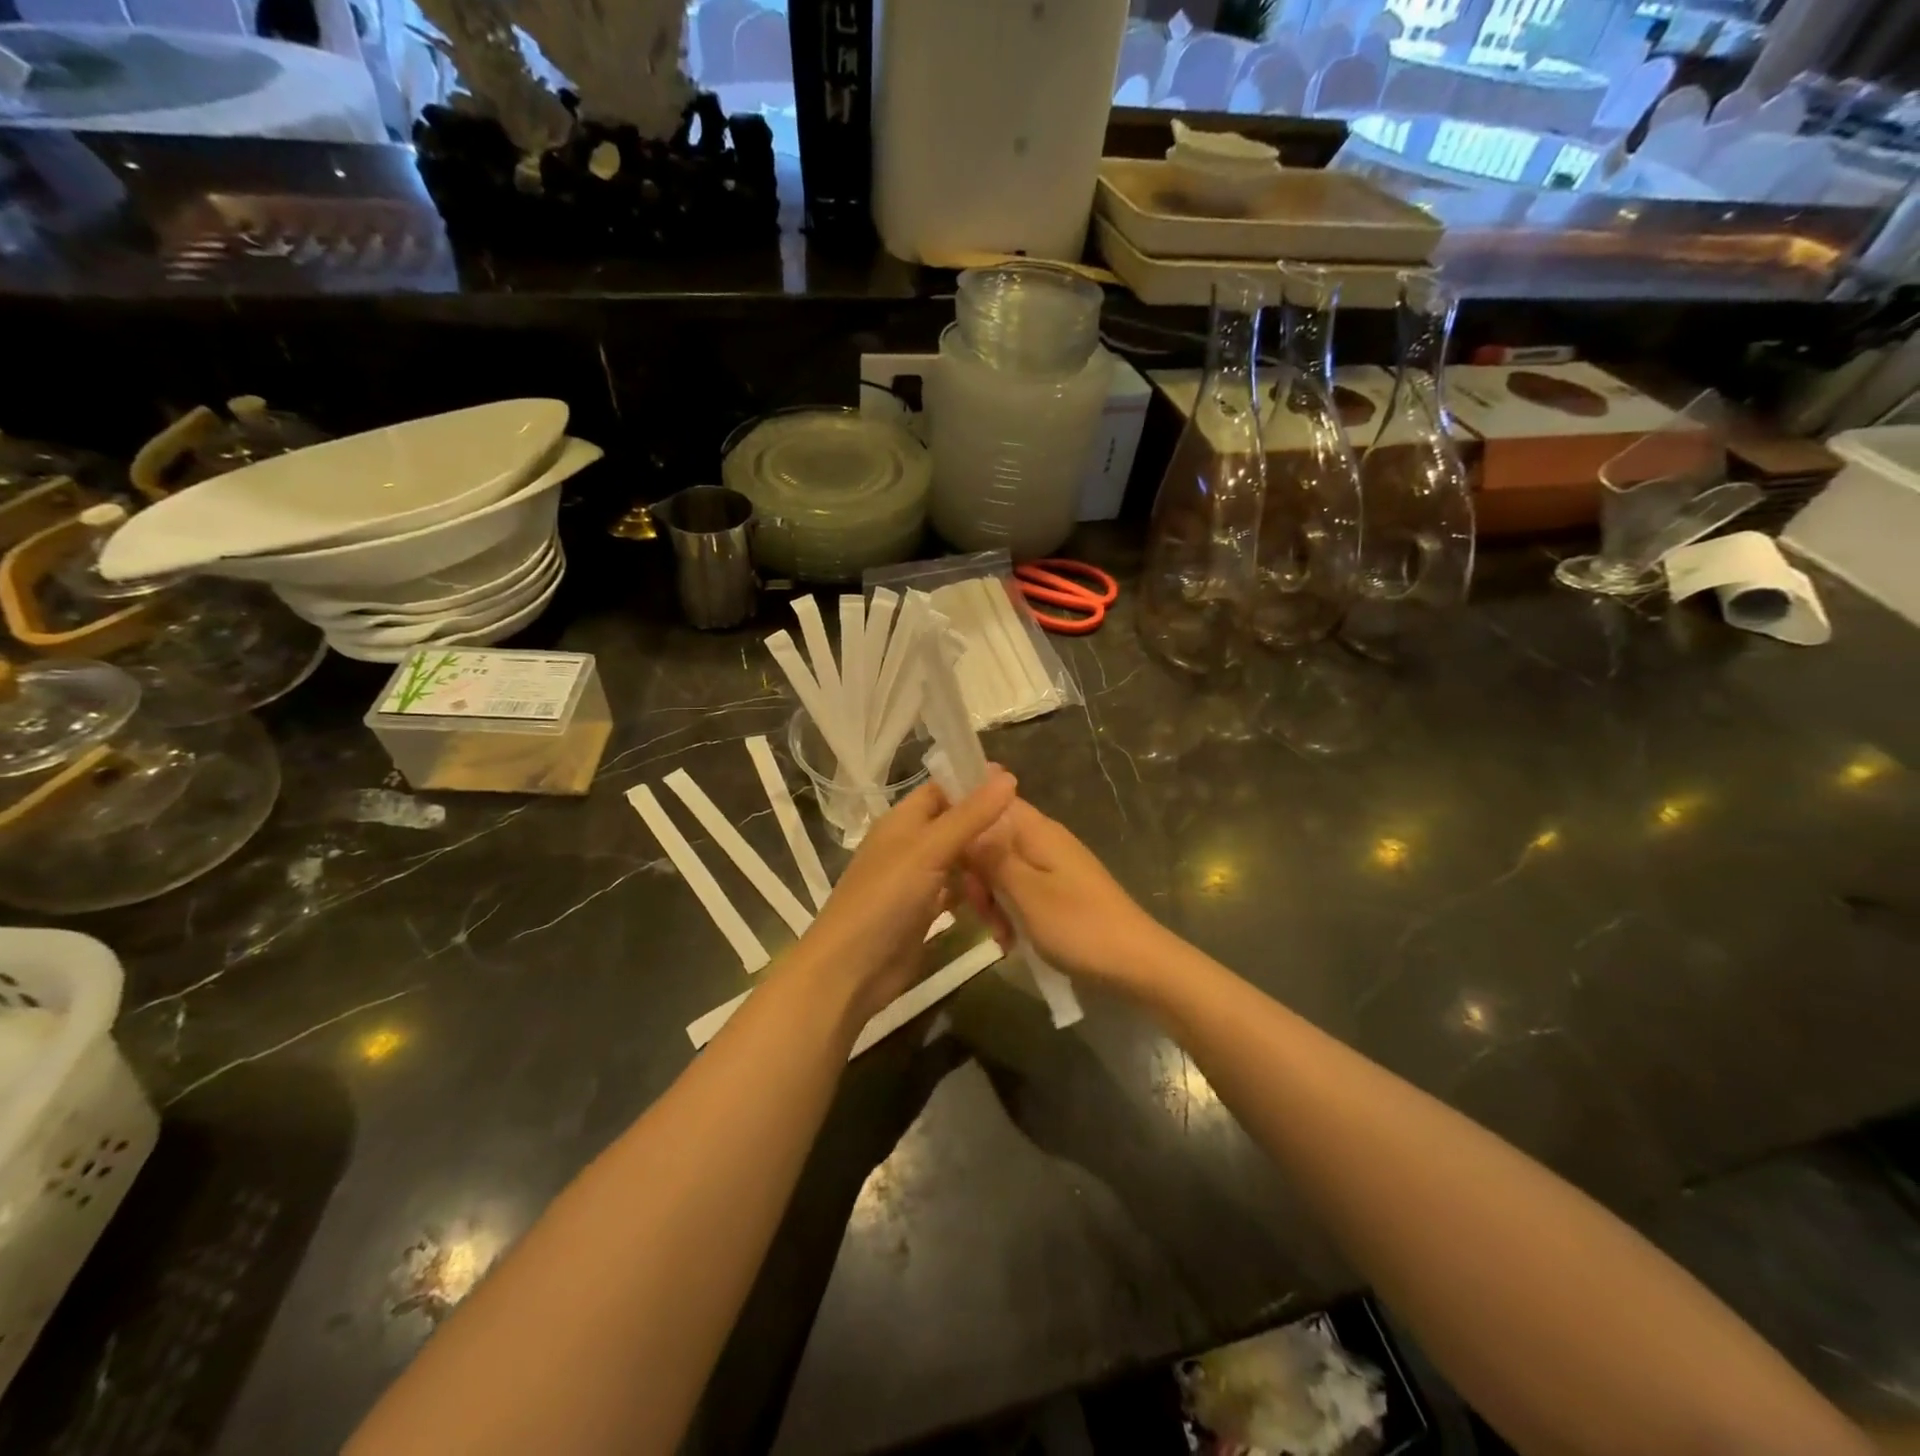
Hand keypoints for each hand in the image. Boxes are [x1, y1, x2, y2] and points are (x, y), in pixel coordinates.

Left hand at [792, 769, 1016, 1026]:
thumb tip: (1008, 775)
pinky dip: (978, 892)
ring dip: (986, 860)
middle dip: (987, 825)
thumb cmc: (885, 899)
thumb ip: (969, 816)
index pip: (942, 789)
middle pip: (954, 825)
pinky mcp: (925, 912)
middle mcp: (910, 845)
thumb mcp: (929, 850)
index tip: (1017, 785)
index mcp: (903, 820)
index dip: (974, 783)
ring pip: (959, 860)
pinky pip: (958, 893)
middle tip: (1030, 830)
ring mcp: (917, 880)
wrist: (851, 970)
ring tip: (1027, 859)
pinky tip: (1007, 894)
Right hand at [964, 798, 1165, 990]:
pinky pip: (1020, 891)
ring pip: (1003, 870)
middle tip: (979, 908)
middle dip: (976, 872)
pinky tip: (1010, 941)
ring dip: (992, 899)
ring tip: (999, 933)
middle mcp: (1044, 841)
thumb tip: (965, 822)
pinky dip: (1010, 912)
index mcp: (1037, 831)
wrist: (1137, 965)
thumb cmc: (1079, 925)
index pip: (993, 798)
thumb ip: (991, 857)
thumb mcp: (1026, 893)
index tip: (942, 839)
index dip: (964, 809)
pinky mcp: (1058, 892)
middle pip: (992, 839)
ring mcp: (1052, 867)